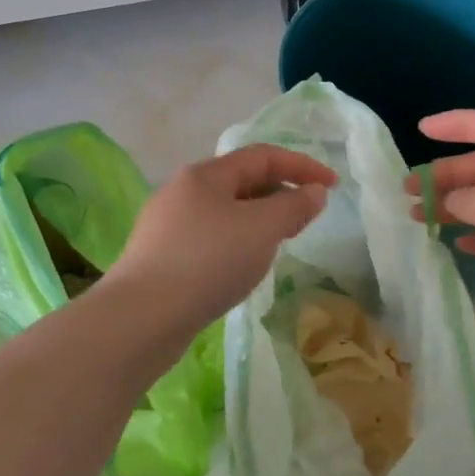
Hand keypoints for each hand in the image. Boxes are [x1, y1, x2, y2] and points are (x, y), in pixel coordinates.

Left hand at [104, 145, 336, 336]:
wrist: (141, 318)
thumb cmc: (208, 261)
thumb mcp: (261, 229)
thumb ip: (293, 206)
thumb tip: (314, 192)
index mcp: (205, 175)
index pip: (263, 156)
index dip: (302, 166)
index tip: (333, 186)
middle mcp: (183, 191)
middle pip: (242, 181)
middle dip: (280, 193)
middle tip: (308, 217)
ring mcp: (168, 225)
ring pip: (226, 212)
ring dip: (259, 219)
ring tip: (280, 242)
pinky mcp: (161, 258)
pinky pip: (211, 238)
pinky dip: (238, 242)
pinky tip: (243, 267)